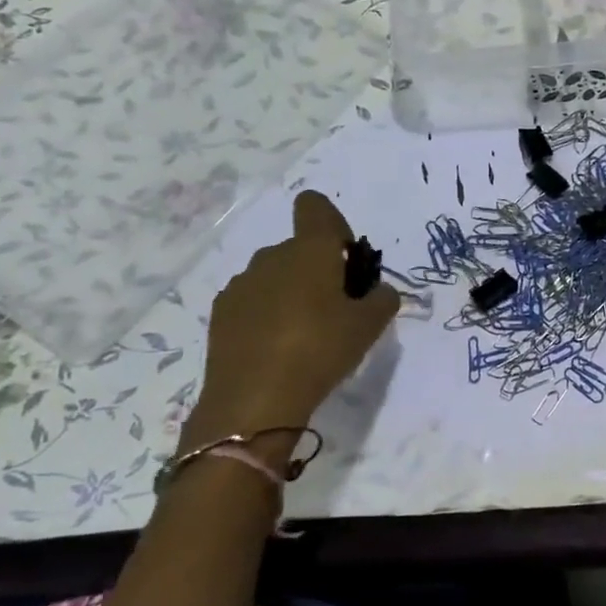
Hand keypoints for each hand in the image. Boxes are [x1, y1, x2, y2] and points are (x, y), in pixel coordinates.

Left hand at [178, 190, 397, 466]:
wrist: (255, 400)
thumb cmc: (321, 349)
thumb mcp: (370, 326)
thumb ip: (382, 299)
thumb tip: (378, 291)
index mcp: (310, 250)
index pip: (315, 206)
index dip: (333, 225)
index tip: (346, 261)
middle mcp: (272, 256)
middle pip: (299, 247)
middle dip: (319, 269)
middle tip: (337, 310)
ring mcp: (242, 283)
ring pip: (276, 275)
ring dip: (292, 292)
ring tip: (305, 335)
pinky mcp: (222, 312)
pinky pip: (254, 300)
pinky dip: (267, 313)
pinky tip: (277, 348)